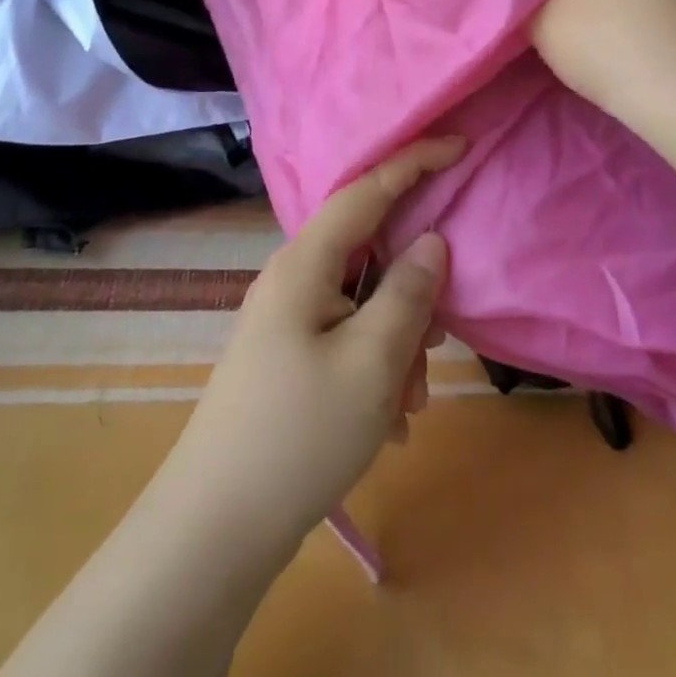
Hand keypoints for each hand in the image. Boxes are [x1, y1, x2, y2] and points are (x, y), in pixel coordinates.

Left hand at [165, 136, 461, 552]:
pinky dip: (376, 365)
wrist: (214, 531)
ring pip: (363, 300)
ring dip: (398, 340)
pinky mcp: (288, 355)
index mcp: (305, 262)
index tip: (460, 145)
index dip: (415, 161)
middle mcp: (292, 277)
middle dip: (413, 291)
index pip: (367, 189)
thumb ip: (409, 292)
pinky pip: (347, 336)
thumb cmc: (300, 436)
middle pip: (370, 251)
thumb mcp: (372, 362)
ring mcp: (286, 318)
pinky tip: (386, 420)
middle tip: (439, 340)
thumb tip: (432, 240)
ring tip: (407, 402)